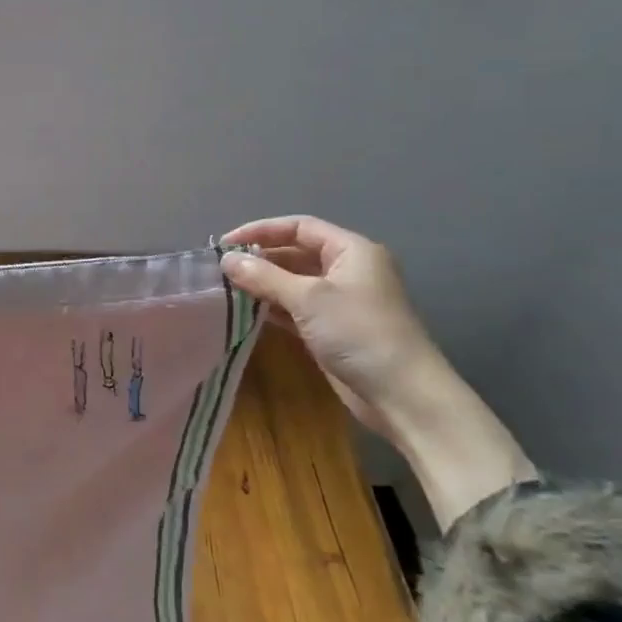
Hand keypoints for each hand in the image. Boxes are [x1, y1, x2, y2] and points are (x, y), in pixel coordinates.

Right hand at [220, 216, 443, 439]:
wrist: (401, 393)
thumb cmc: (358, 332)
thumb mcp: (308, 298)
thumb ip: (264, 276)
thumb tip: (226, 260)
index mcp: (350, 251)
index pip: (299, 227)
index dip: (260, 230)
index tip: (225, 244)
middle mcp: (346, 270)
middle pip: (295, 253)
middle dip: (259, 258)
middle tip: (220, 268)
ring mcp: (340, 301)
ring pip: (293, 282)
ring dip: (262, 283)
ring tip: (225, 288)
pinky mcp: (332, 328)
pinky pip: (295, 307)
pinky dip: (272, 307)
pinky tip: (245, 311)